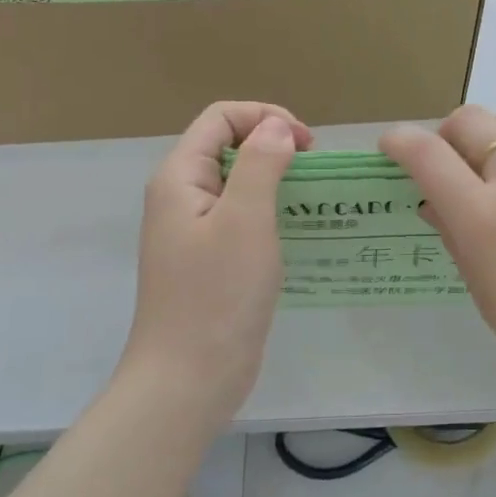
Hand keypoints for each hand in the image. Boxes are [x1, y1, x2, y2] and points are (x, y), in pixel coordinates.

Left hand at [124, 101, 311, 419]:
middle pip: (229, 146)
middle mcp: (181, 197)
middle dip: (274, 146)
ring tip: (315, 198)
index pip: (221, 118)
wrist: (189, 379)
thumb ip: (261, 164)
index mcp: (180, 178)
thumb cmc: (217, 295)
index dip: (265, 117)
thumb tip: (277, 128)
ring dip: (277, 180)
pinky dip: (271, 212)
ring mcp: (194, 231)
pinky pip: (242, 218)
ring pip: (238, 183)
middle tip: (314, 172)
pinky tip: (299, 231)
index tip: (307, 145)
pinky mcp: (210, 260)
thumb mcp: (245, 219)